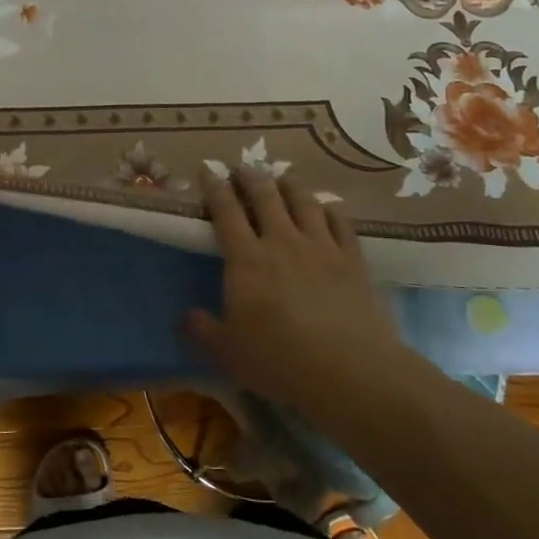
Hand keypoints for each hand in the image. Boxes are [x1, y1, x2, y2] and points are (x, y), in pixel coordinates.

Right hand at [185, 170, 406, 410]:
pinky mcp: (353, 260)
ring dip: (290, 186)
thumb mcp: (227, 352)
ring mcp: (321, 246)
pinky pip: (341, 222)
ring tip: (283, 180)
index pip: (226, 211)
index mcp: (246, 258)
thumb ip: (202, 331)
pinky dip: (331, 210)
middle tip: (243, 168)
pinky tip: (327, 208)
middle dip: (251, 177)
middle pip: (265, 196)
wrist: (349, 370)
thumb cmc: (279, 360)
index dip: (215, 188)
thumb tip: (185, 318)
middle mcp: (282, 241)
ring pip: (304, 202)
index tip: (208, 171)